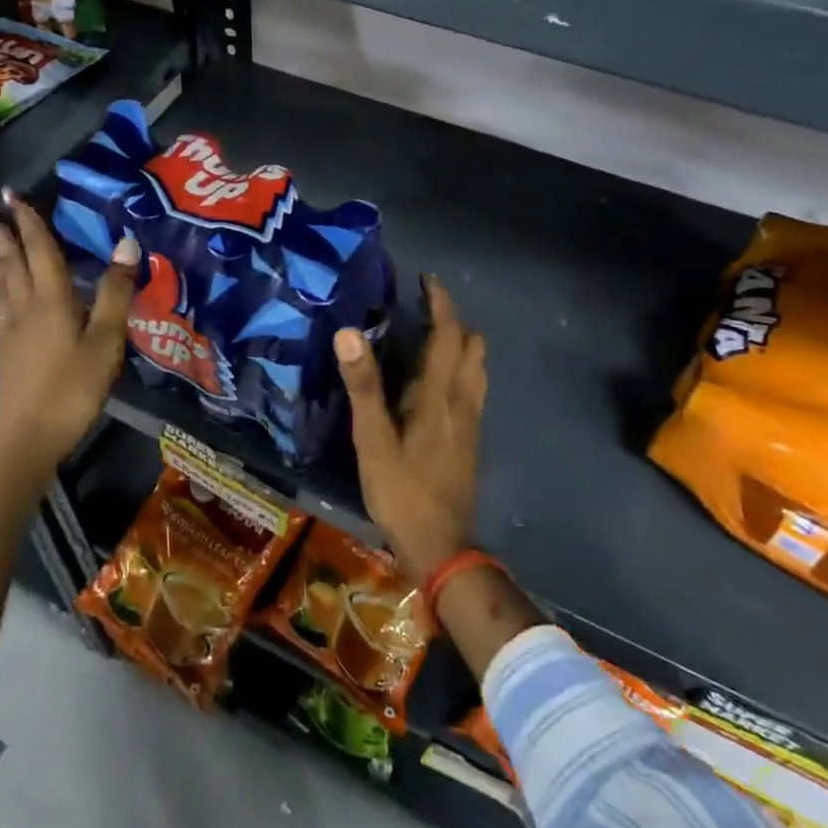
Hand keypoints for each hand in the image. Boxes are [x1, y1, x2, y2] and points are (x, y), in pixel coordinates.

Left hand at [0, 192, 138, 467]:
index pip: (39, 250)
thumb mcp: (106, 340)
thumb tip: (127, 243)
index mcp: (51, 299)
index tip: (12, 195)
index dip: (28, 221)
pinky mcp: (2, 354)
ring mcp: (8, 332)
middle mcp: (24, 307)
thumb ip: (116, 292)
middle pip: (11, 263)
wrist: (28, 436)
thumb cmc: (73, 387)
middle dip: (1, 234)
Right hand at [336, 276, 487, 581]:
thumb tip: (350, 332)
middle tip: (423, 307)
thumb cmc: (403, 492)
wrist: (443, 548)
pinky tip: (436, 381)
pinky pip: (472, 387)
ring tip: (430, 337)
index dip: (441, 303)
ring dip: (461, 343)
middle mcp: (463, 401)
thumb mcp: (373, 441)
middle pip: (472, 346)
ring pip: (477, 368)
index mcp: (440, 395)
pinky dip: (461, 367)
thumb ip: (363, 386)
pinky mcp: (469, 439)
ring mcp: (471, 422)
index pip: (449, 335)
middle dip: (454, 319)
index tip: (427, 279)